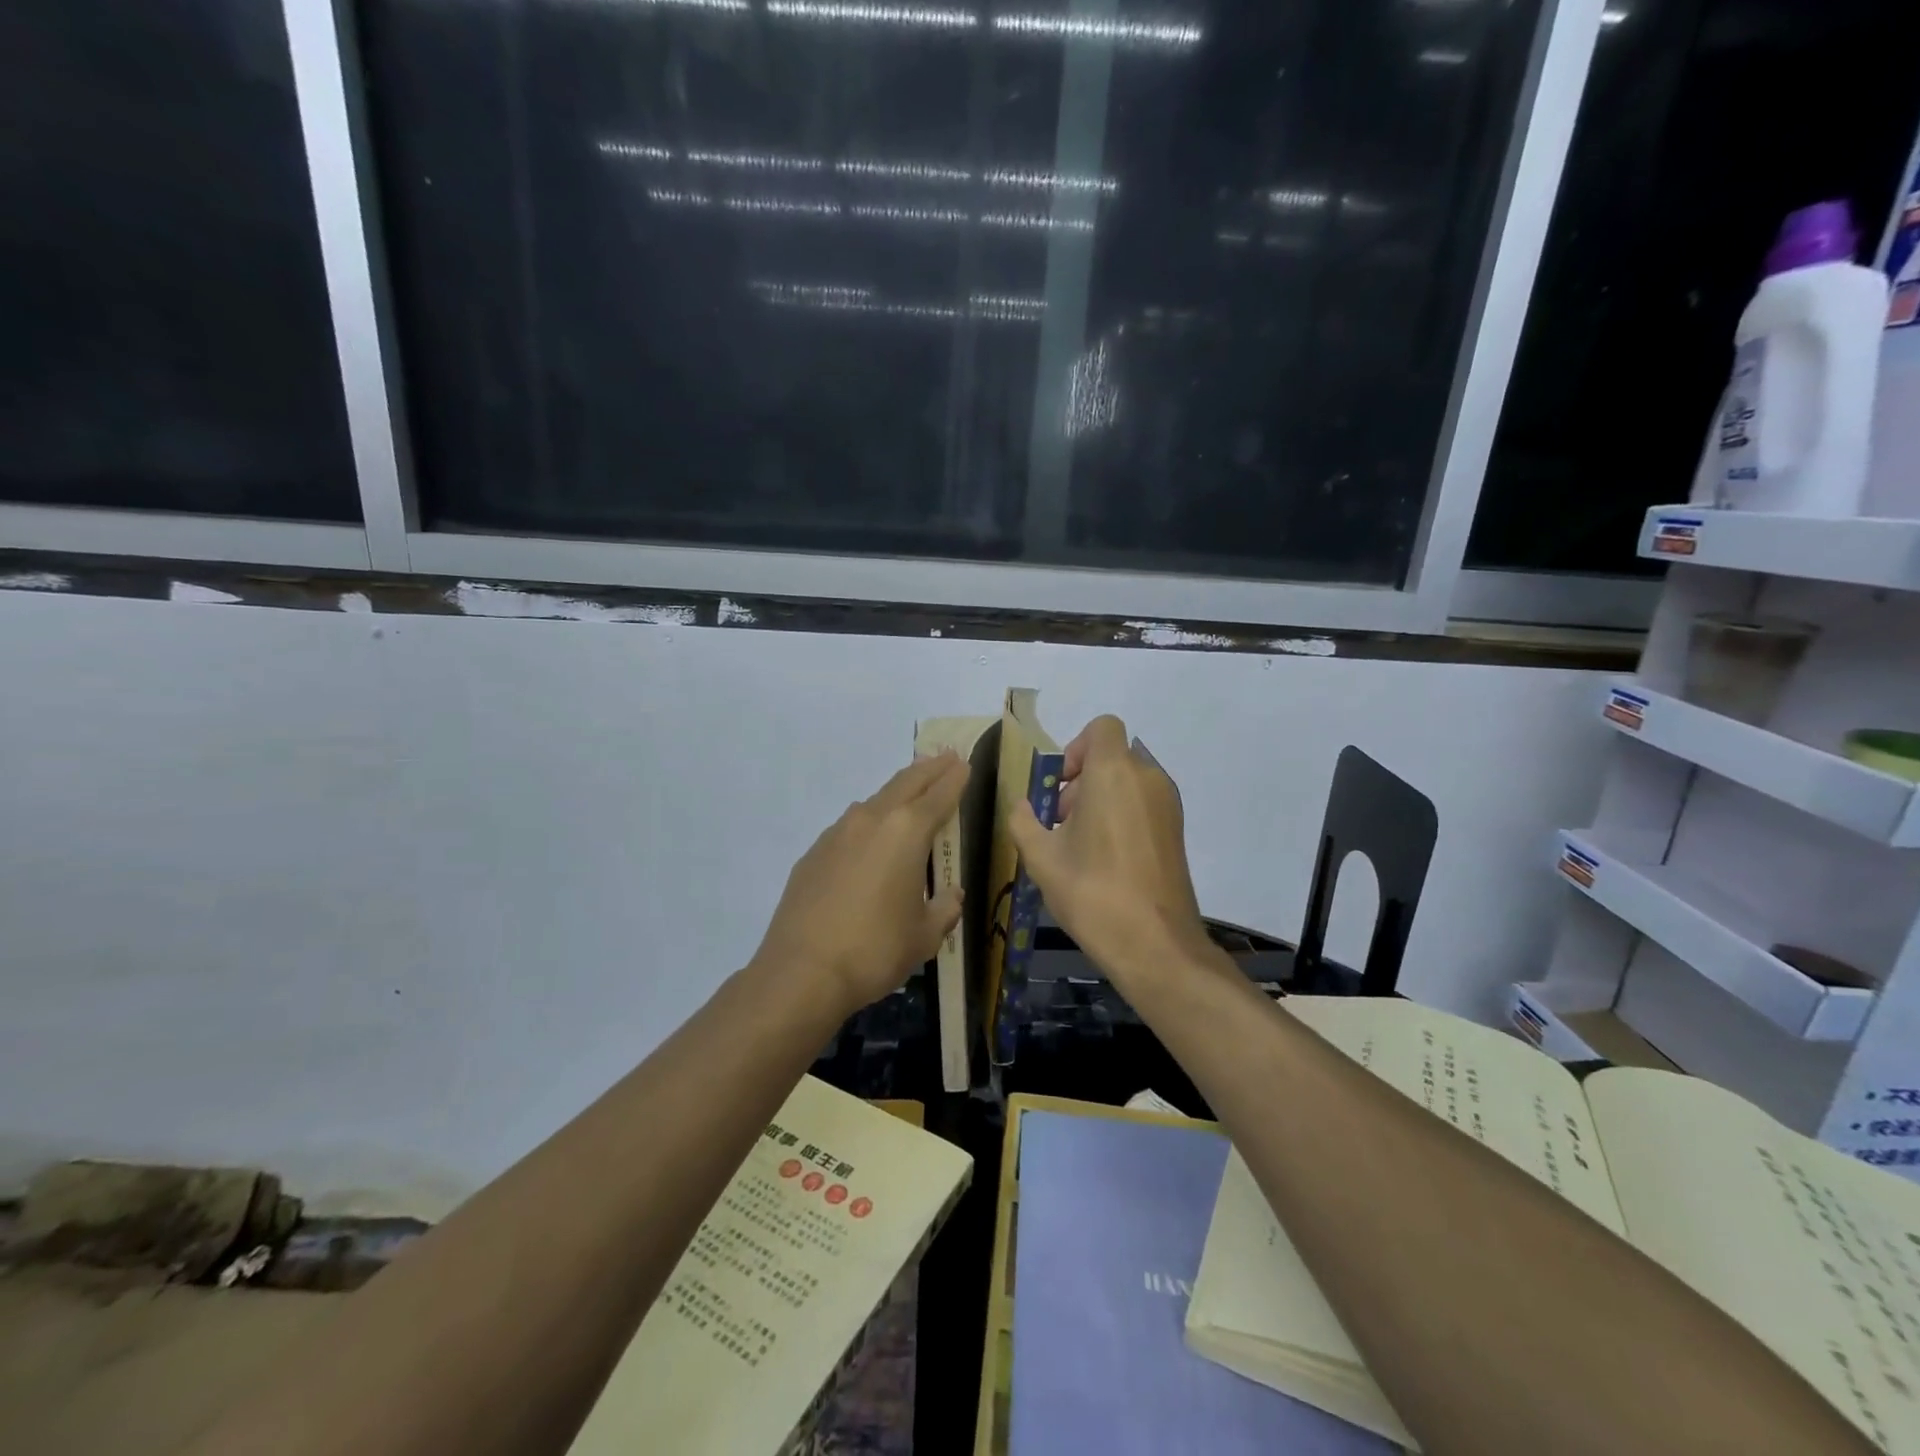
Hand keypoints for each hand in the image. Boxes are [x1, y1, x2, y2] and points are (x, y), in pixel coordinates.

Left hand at [753, 752, 968, 1017]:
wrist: (802, 972)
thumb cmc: (875, 950)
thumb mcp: (925, 936)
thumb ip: (944, 908)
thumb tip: (951, 895)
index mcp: (907, 832)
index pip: (939, 795)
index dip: (955, 779)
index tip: (964, 764)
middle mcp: (871, 821)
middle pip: (905, 783)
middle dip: (929, 770)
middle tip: (945, 758)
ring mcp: (837, 834)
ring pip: (874, 801)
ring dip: (897, 792)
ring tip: (910, 791)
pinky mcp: (814, 853)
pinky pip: (850, 827)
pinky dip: (869, 822)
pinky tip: (870, 839)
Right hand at [1009, 715, 1212, 992]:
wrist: (1155, 944)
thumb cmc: (1092, 891)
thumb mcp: (1041, 857)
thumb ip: (1023, 820)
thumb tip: (1023, 807)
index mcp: (1114, 772)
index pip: (1102, 727)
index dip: (1076, 748)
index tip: (1059, 785)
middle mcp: (1148, 778)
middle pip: (1112, 757)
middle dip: (1081, 781)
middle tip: (1059, 823)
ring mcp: (1168, 805)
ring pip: (1128, 782)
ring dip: (1100, 800)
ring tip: (1079, 846)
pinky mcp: (1177, 831)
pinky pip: (1143, 804)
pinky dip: (1121, 816)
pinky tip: (1104, 860)